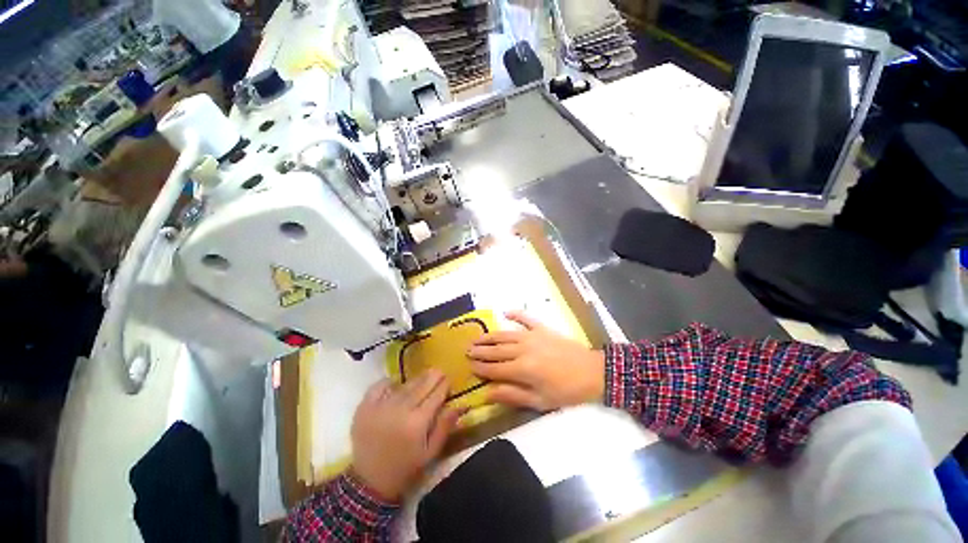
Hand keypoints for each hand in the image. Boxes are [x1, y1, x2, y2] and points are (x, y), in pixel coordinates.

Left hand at [350, 369, 461, 501]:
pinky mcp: (365, 407)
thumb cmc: (406, 467)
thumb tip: (460, 405)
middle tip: (439, 371)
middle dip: (432, 377)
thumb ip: (445, 426)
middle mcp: (400, 410)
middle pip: (421, 386)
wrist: (370, 482)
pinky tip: (395, 383)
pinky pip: (379, 386)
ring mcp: (381, 406)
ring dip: (415, 379)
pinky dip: (388, 382)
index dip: (444, 385)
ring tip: (423, 375)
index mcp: (418, 422)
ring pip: (404, 385)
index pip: (436, 395)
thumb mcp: (431, 452)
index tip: (449, 379)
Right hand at [468, 312, 604, 410]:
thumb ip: (512, 395)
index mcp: (522, 369)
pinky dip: (515, 313)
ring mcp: (532, 335)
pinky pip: (526, 318)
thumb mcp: (540, 401)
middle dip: (480, 351)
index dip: (480, 368)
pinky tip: (505, 312)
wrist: (592, 372)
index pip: (494, 368)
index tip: (469, 366)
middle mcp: (523, 349)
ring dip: (489, 336)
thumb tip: (487, 394)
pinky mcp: (542, 328)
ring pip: (505, 334)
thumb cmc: (566, 391)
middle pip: (496, 349)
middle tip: (467, 350)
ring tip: (477, 338)